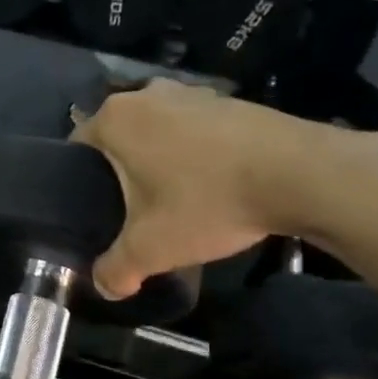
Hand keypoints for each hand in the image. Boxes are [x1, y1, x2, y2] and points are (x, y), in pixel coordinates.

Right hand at [71, 81, 333, 299]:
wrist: (299, 174)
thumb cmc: (208, 201)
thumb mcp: (152, 247)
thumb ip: (117, 269)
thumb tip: (104, 286)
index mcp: (116, 118)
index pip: (78, 146)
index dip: (80, 182)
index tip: (96, 211)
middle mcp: (147, 94)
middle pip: (118, 138)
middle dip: (122, 172)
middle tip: (133, 212)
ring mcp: (191, 92)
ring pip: (158, 132)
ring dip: (160, 160)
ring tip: (176, 200)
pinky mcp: (228, 100)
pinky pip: (194, 129)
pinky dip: (195, 153)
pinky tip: (213, 184)